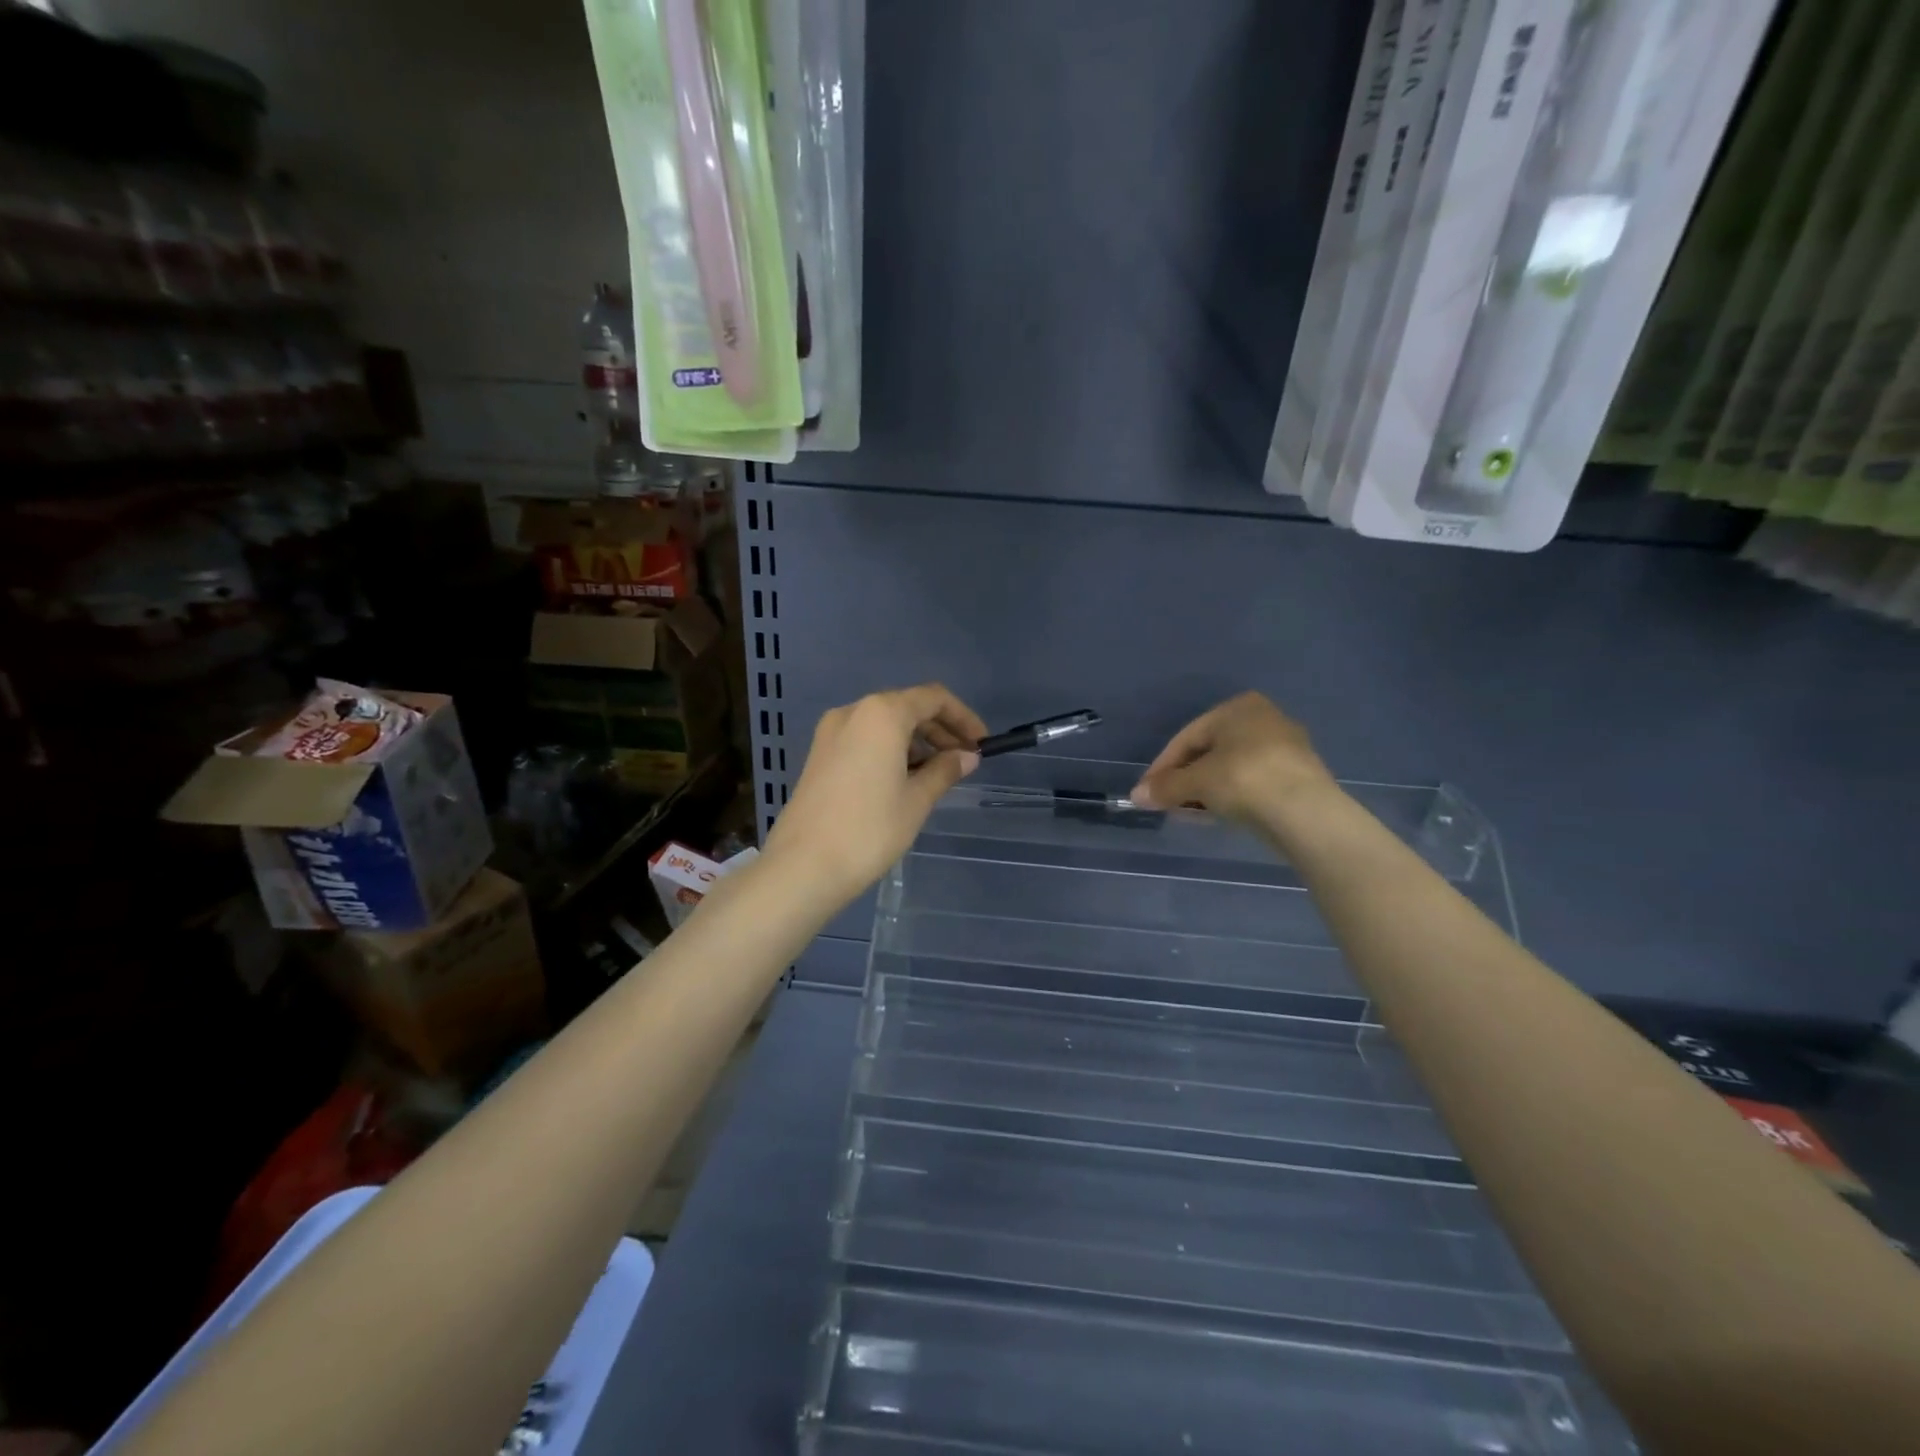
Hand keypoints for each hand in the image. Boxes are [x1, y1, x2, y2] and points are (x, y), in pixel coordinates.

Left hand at [763, 684, 987, 907]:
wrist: (803, 866)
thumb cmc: (869, 829)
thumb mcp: (917, 800)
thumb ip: (945, 770)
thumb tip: (967, 756)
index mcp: (881, 714)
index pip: (933, 698)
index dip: (963, 717)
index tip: (981, 744)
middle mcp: (854, 712)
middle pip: (907, 707)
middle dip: (939, 730)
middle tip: (963, 761)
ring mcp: (831, 732)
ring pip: (884, 724)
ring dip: (915, 742)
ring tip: (937, 775)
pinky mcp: (819, 754)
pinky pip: (864, 739)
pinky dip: (890, 750)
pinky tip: (904, 780)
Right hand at [1130, 692, 1334, 825]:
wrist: (1305, 811)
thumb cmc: (1243, 779)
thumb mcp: (1196, 782)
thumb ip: (1165, 787)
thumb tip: (1136, 795)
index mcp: (1238, 707)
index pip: (1187, 737)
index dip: (1162, 766)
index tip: (1147, 792)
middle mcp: (1263, 718)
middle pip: (1209, 751)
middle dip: (1184, 778)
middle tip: (1166, 803)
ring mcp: (1284, 747)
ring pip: (1230, 768)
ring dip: (1205, 789)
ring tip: (1188, 813)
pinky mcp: (1297, 775)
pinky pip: (1251, 782)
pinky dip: (1230, 795)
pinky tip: (1217, 814)